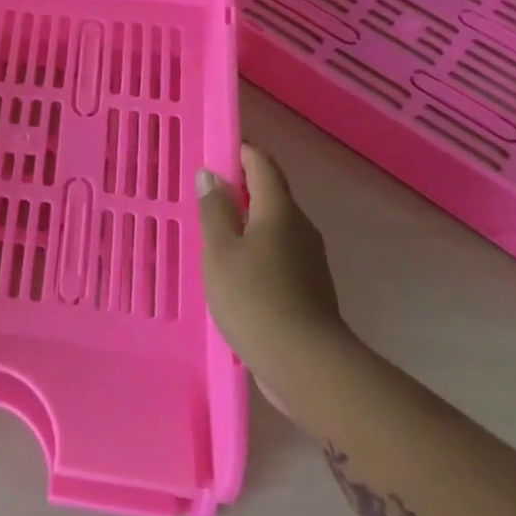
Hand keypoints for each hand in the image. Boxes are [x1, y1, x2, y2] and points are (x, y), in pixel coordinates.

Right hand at [198, 144, 350, 410]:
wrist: (306, 364)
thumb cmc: (254, 298)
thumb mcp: (220, 251)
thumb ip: (214, 211)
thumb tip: (212, 176)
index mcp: (279, 211)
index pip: (263, 166)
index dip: (242, 152)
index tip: (217, 151)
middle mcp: (300, 228)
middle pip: (271, 195)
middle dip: (241, 189)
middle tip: (206, 195)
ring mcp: (309, 260)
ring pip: (274, 227)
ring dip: (247, 223)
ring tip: (214, 234)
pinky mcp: (309, 288)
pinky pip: (278, 255)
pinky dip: (255, 251)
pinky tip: (234, 271)